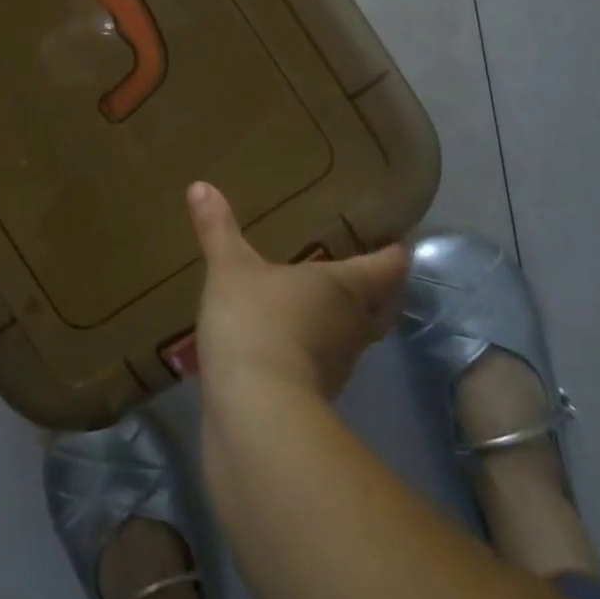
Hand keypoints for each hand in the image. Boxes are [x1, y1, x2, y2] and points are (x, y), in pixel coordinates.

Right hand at [188, 181, 407, 400]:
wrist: (254, 413)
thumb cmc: (255, 322)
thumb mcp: (230, 268)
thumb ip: (217, 229)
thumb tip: (200, 185)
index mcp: (344, 288)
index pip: (386, 267)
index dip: (394, 253)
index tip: (399, 240)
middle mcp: (351, 326)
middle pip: (381, 307)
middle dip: (378, 292)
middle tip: (364, 270)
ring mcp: (337, 367)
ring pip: (354, 338)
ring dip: (344, 322)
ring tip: (321, 300)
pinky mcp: (314, 398)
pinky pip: (322, 363)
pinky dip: (314, 349)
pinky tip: (289, 338)